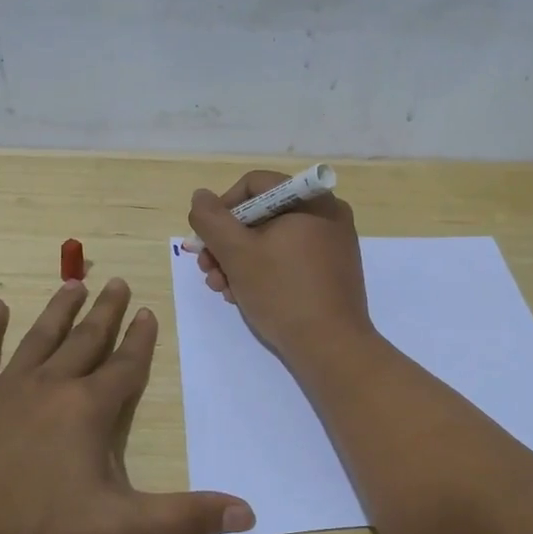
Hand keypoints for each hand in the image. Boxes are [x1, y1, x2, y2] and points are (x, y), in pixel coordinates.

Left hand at [0, 278, 253, 533]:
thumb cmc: (34, 531)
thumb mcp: (118, 528)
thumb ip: (183, 518)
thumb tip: (248, 514)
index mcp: (88, 410)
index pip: (125, 366)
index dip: (140, 340)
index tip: (149, 312)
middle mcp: (50, 386)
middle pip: (86, 340)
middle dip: (106, 312)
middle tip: (118, 282)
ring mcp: (3, 388)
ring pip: (39, 338)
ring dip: (58, 309)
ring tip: (74, 283)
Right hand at [187, 170, 373, 366]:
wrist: (331, 348)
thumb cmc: (283, 293)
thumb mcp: (237, 253)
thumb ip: (212, 220)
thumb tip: (200, 196)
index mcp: (311, 200)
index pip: (254, 185)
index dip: (222, 209)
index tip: (206, 240)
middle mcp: (327, 215)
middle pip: (262, 214)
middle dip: (227, 243)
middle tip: (208, 270)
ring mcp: (332, 245)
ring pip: (273, 240)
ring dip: (239, 261)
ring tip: (222, 289)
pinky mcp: (331, 272)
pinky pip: (290, 259)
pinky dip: (264, 272)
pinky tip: (244, 296)